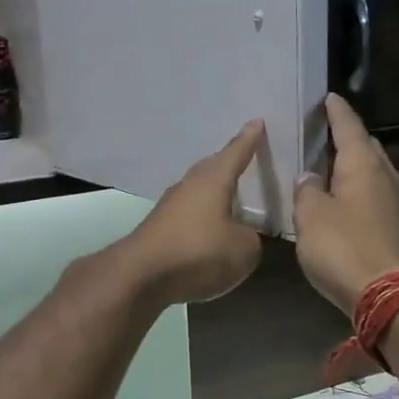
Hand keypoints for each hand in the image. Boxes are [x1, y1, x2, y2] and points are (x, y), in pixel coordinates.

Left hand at [119, 121, 265, 305]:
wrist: (141, 275)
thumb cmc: (198, 252)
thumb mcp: (243, 249)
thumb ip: (251, 238)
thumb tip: (241, 235)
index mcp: (213, 180)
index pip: (236, 152)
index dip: (249, 139)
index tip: (257, 122)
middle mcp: (189, 186)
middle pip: (212, 168)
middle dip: (229, 163)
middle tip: (245, 158)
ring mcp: (170, 206)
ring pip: (198, 191)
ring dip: (214, 193)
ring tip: (232, 197)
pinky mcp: (159, 229)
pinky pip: (189, 214)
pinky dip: (202, 217)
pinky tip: (210, 229)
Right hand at [294, 95, 398, 316]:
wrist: (389, 294)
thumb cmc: (344, 247)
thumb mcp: (310, 216)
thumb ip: (307, 190)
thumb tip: (310, 177)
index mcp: (363, 164)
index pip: (349, 126)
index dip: (336, 111)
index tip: (328, 97)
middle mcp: (385, 175)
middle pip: (366, 146)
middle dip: (347, 136)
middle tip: (324, 132)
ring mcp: (397, 201)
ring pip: (373, 171)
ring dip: (353, 165)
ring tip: (329, 164)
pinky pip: (375, 194)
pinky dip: (358, 189)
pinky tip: (343, 199)